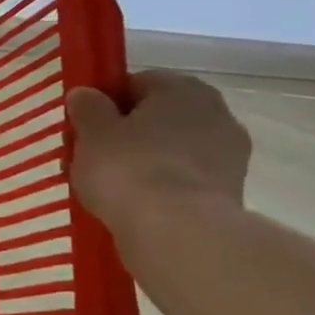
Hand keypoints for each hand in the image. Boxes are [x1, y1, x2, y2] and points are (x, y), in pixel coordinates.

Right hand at [66, 71, 250, 235]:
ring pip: (172, 149)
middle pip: (158, 117)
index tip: (83, 125)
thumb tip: (85, 94)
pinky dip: (162, 186)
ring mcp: (230, 154)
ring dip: (146, 161)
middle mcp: (216, 112)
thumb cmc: (128, 168)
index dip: (106, 102)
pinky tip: (134, 203)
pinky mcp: (230, 191)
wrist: (177, 231)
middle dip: (128, 133)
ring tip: (110, 185)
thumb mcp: (92, 133)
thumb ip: (87, 108)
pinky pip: (183, 179)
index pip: (136, 83)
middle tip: (93, 155)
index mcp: (183, 88)